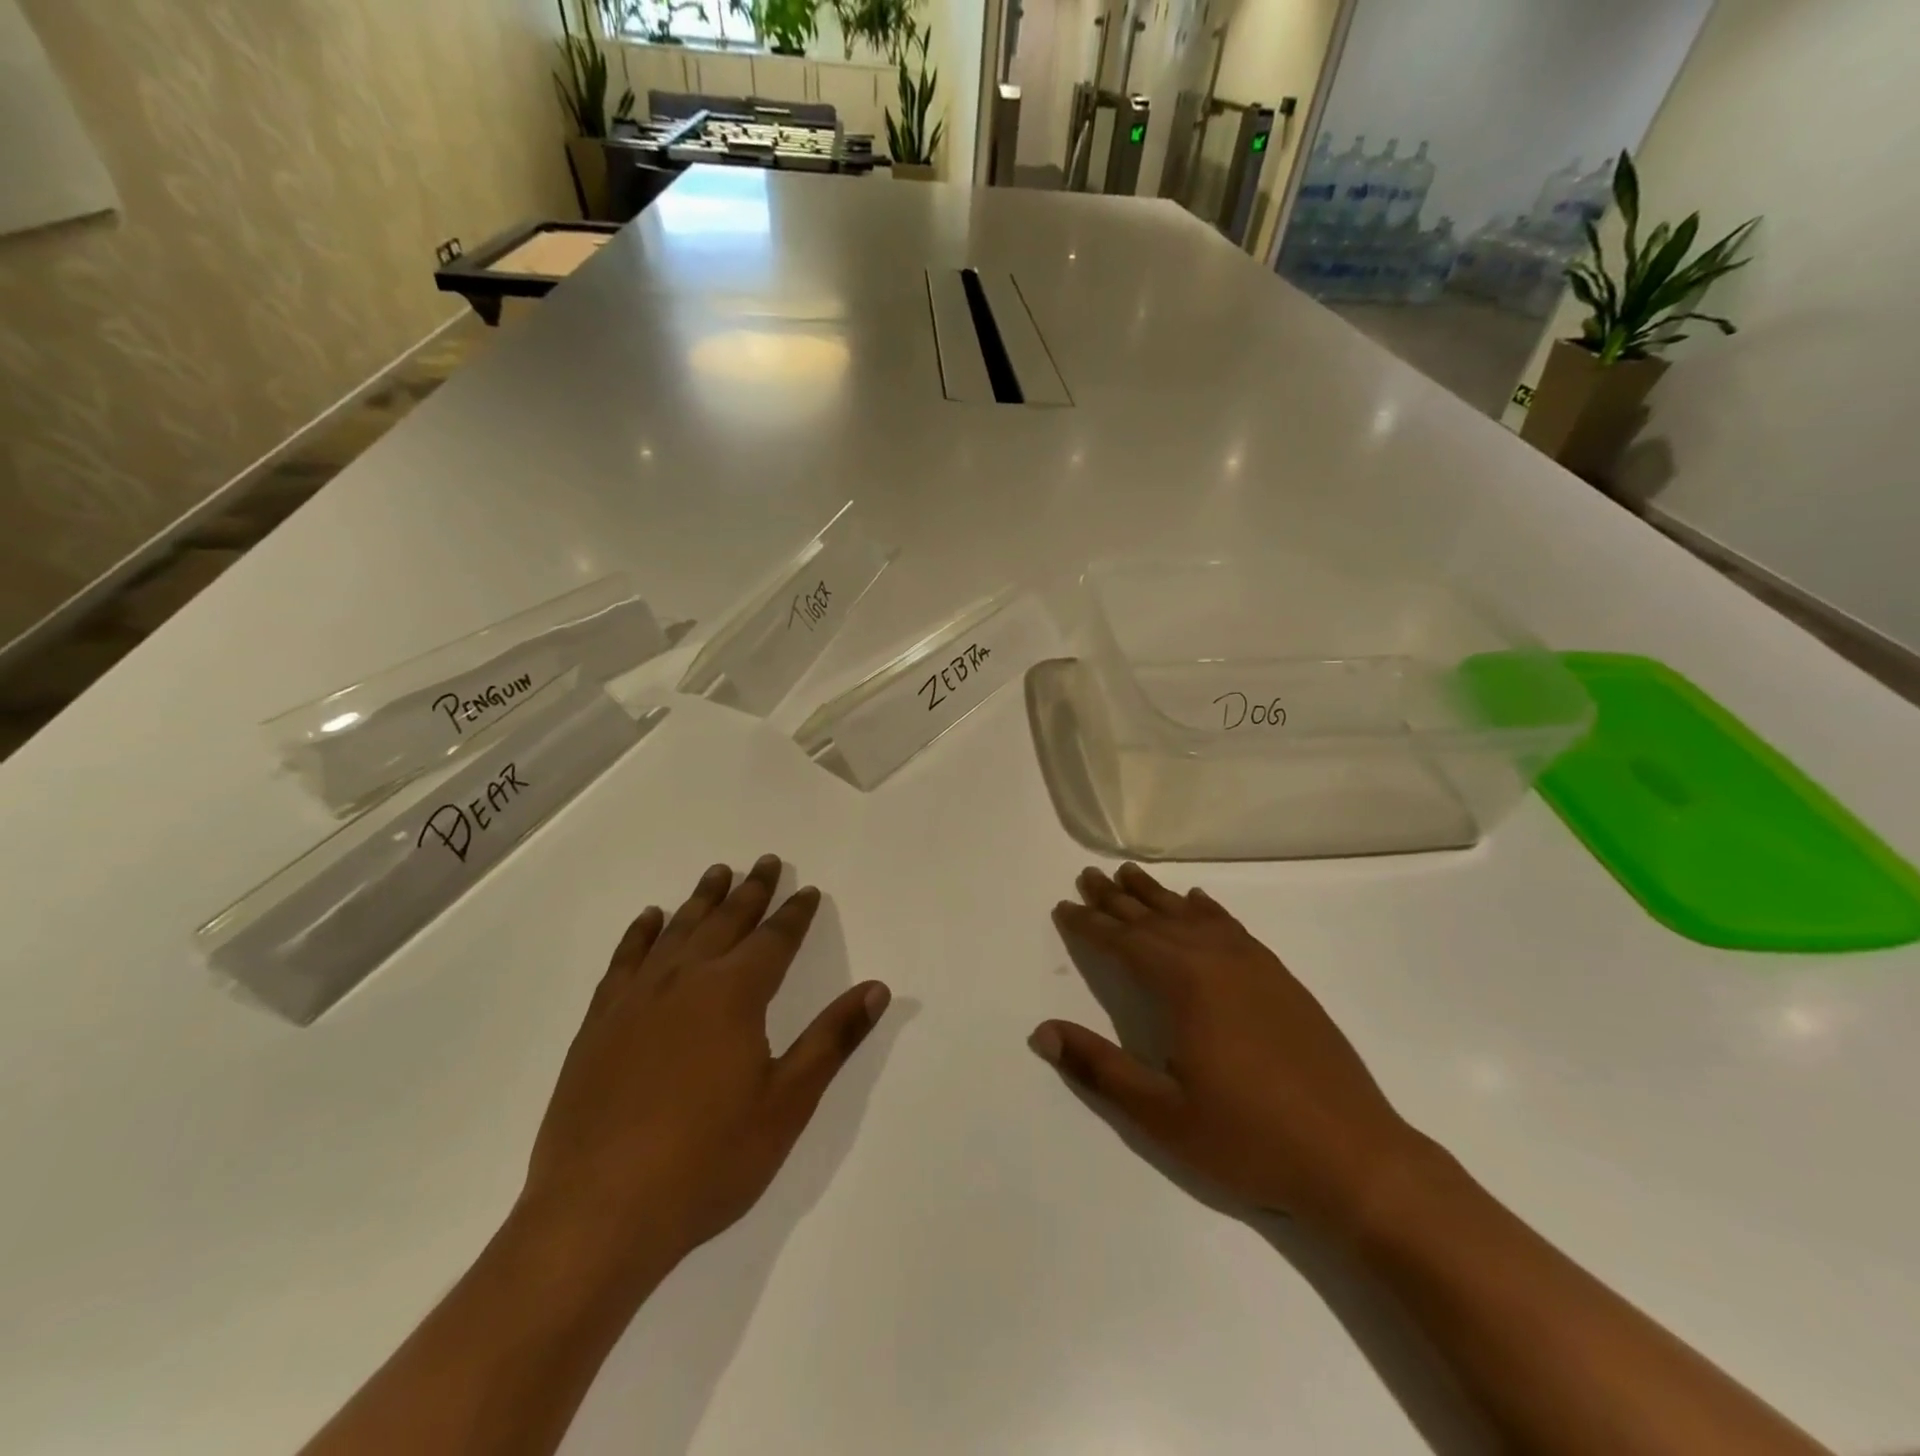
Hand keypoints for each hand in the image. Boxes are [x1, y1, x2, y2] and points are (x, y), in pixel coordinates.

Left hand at [520, 856, 889, 1295]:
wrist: (598, 1214)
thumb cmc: (707, 1160)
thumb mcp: (787, 1103)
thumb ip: (832, 1039)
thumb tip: (877, 988)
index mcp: (735, 994)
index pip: (775, 939)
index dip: (795, 913)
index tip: (806, 890)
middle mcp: (686, 980)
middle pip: (726, 921)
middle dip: (751, 890)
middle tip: (765, 861)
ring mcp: (636, 999)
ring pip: (677, 930)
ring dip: (701, 899)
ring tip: (717, 872)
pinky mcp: (599, 1024)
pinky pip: (624, 960)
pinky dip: (641, 933)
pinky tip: (650, 919)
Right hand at [1035, 863, 1421, 1239]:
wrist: (1355, 1157)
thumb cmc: (1249, 1139)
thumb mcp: (1162, 1115)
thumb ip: (1100, 1068)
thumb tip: (1042, 1032)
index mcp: (1185, 985)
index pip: (1124, 942)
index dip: (1090, 924)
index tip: (1064, 906)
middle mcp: (1217, 960)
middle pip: (1155, 919)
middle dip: (1117, 899)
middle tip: (1089, 875)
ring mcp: (1254, 966)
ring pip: (1192, 916)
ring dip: (1157, 896)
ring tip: (1130, 874)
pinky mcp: (1281, 979)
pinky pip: (1232, 927)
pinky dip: (1207, 910)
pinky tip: (1198, 903)